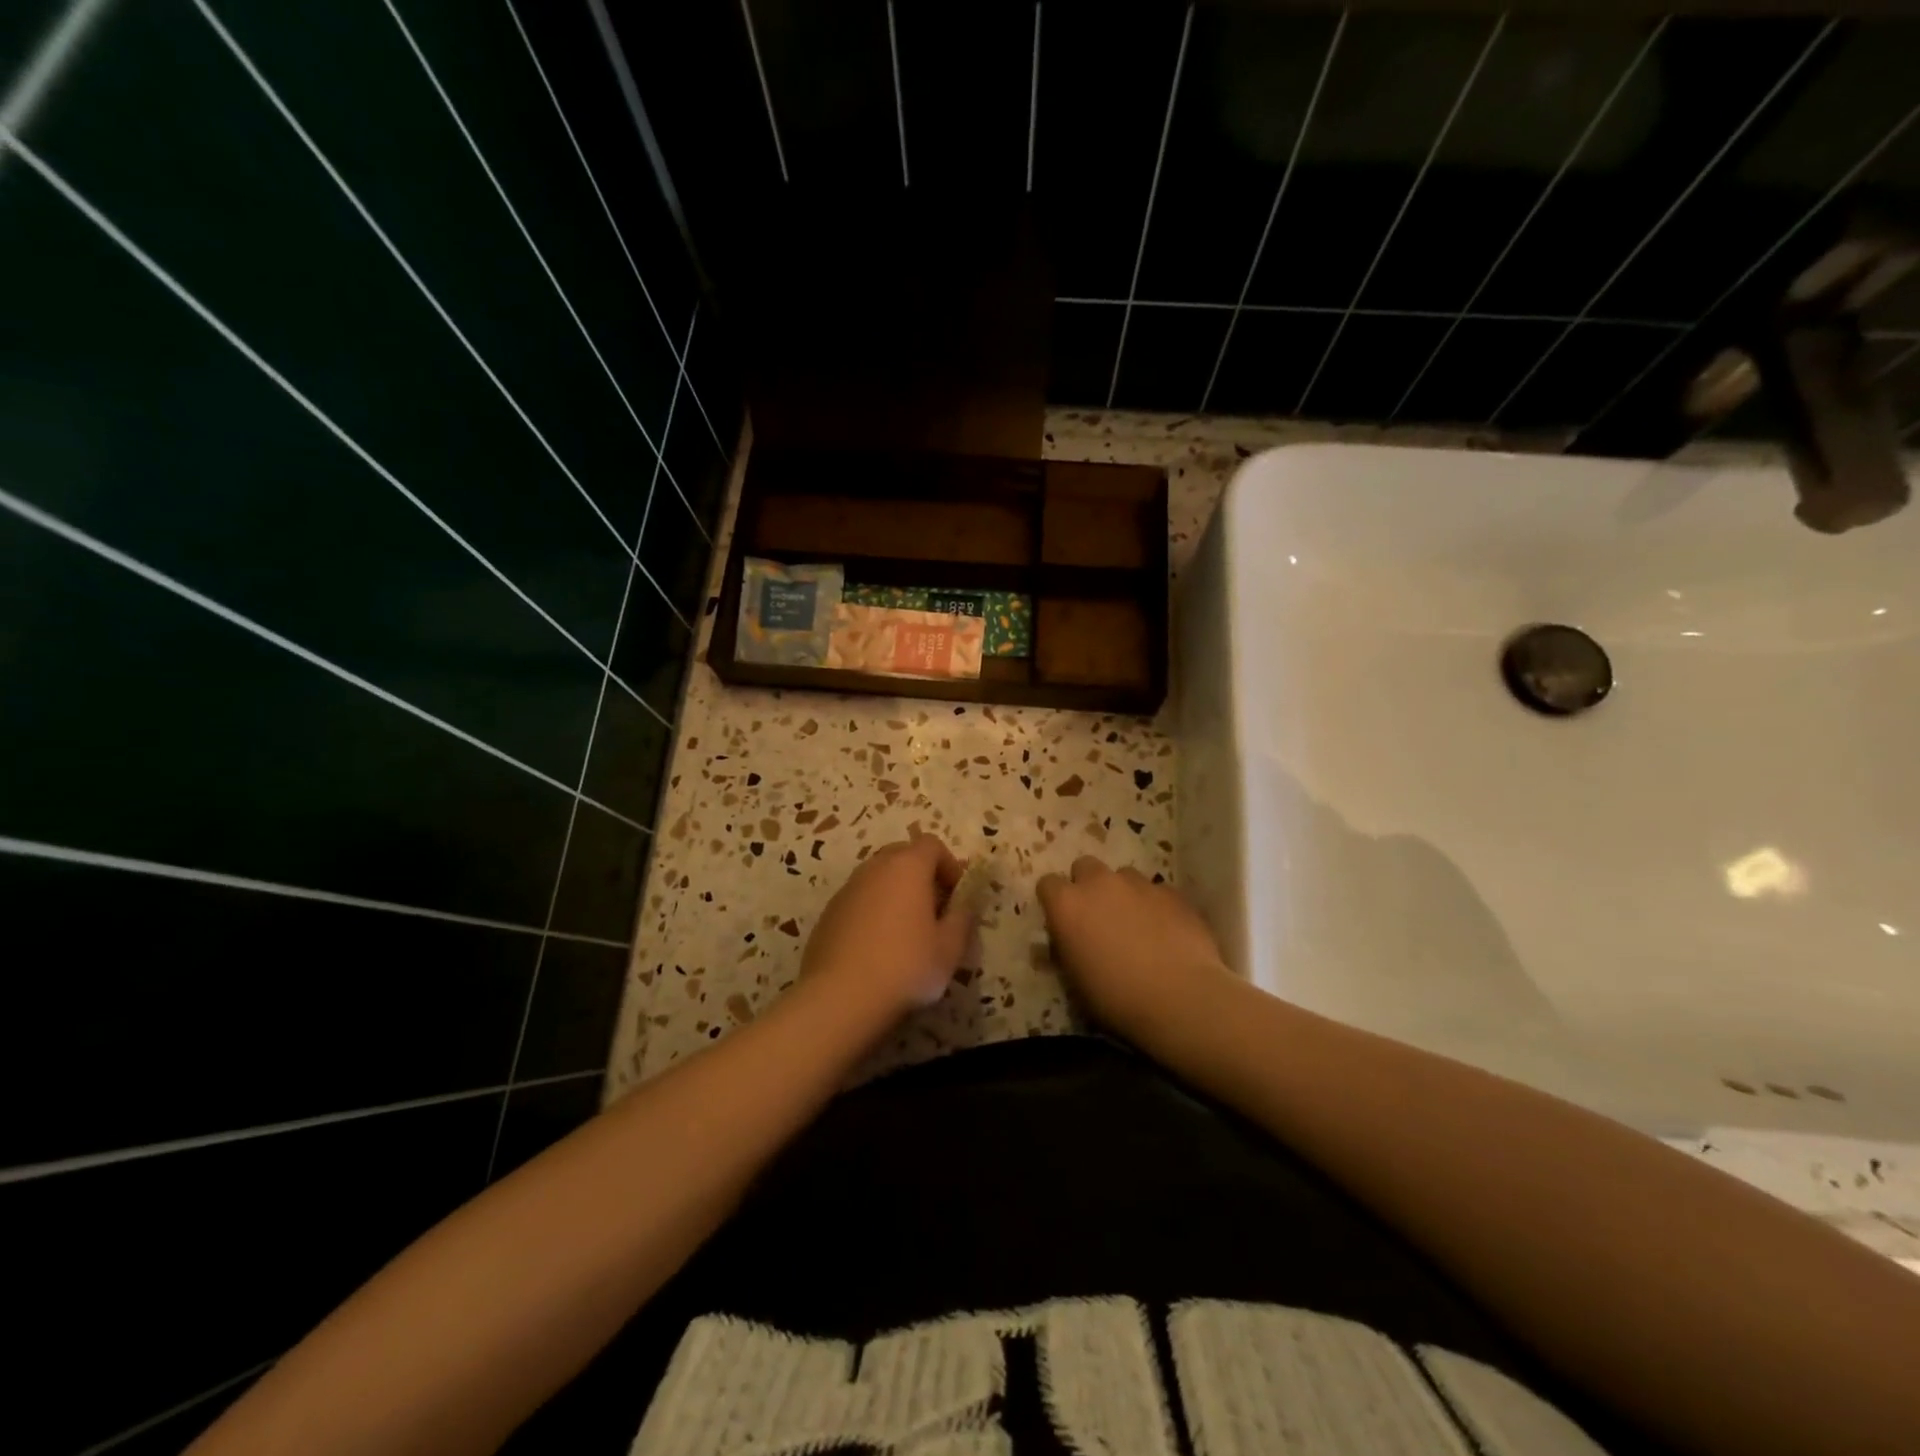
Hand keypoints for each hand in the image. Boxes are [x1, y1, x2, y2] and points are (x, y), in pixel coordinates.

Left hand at [801, 831, 974, 1015]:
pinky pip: (859, 900)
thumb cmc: (905, 966)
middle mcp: (875, 868)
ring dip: (895, 894)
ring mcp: (847, 889)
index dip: (949, 865)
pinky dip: (873, 912)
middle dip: (921, 876)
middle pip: (902, 856)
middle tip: (934, 910)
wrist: (839, 996)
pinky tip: (877, 948)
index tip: (957, 895)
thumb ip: (962, 919)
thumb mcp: (950, 948)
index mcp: (907, 867)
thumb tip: (963, 906)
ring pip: (878, 878)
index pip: (931, 845)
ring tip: (906, 931)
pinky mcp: (828, 913)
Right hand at [1037, 856, 1230, 1035]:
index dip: (1054, 901)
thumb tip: (1064, 941)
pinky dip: (1155, 905)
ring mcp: (1139, 884)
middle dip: (1088, 886)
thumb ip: (1065, 950)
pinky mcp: (1172, 893)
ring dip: (1123, 893)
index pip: (1047, 884)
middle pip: (1085, 867)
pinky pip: (1157, 891)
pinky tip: (1166, 932)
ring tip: (1136, 924)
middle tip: (1098, 917)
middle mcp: (1100, 883)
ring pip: (1124, 876)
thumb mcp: (1074, 982)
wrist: (1180, 999)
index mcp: (1067, 904)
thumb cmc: (1116, 998)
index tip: (1063, 921)